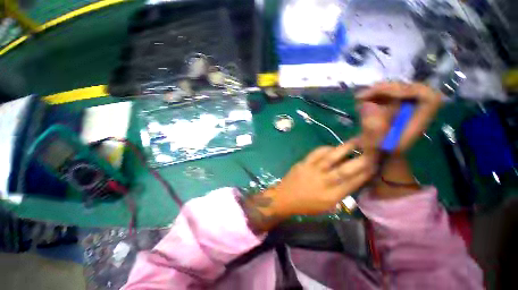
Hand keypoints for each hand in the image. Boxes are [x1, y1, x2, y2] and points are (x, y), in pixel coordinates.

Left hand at [241, 139, 376, 232]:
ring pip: (332, 157)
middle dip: (362, 159)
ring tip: (357, 140)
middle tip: (373, 150)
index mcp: (331, 196)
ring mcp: (312, 170)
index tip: (376, 164)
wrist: (285, 198)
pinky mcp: (303, 163)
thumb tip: (354, 179)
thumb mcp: (327, 206)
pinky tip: (333, 147)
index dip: (366, 172)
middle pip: (346, 169)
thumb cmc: (306, 205)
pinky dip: (326, 148)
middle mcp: (324, 182)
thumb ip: (341, 193)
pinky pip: (317, 153)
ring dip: (346, 148)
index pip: (354, 183)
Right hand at [356, 82, 441, 198]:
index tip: (381, 95)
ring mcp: (407, 106)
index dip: (406, 90)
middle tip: (362, 96)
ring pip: (397, 89)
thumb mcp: (377, 145)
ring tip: (359, 99)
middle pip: (409, 88)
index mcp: (420, 119)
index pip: (426, 96)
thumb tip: (367, 104)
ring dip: (377, 91)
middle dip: (385, 89)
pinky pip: (388, 94)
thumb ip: (373, 127)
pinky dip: (374, 95)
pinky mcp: (397, 106)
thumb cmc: (381, 153)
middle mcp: (416, 109)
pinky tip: (362, 101)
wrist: (382, 155)